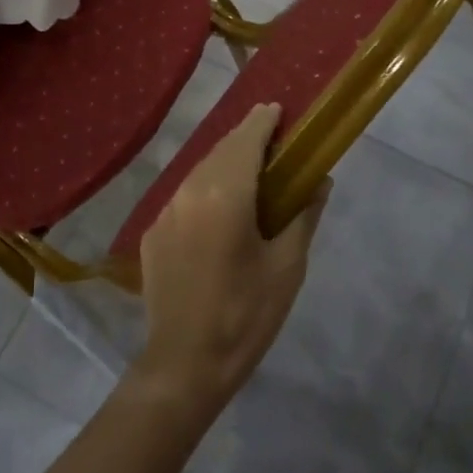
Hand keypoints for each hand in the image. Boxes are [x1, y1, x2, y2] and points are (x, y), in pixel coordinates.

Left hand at [131, 104, 330, 420]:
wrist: (186, 363)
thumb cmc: (246, 315)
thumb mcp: (287, 267)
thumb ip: (303, 215)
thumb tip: (319, 181)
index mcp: (224, 196)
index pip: (244, 142)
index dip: (261, 122)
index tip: (277, 110)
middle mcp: (188, 194)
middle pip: (219, 152)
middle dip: (244, 139)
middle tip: (270, 136)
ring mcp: (164, 214)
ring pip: (197, 173)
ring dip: (223, 163)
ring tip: (248, 168)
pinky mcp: (153, 235)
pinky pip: (182, 198)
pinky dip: (204, 190)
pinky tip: (219, 207)